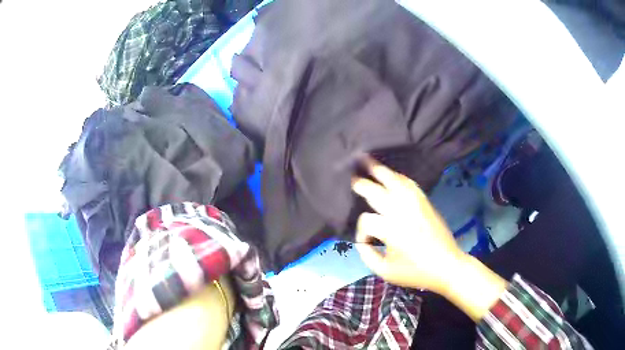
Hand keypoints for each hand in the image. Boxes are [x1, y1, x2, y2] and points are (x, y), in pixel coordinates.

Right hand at [351, 159, 465, 294]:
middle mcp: (401, 211)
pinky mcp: (425, 202)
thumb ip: (367, 255)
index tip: (366, 243)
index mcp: (391, 230)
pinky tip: (392, 175)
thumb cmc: (415, 272)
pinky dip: (399, 177)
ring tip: (367, 160)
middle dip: (361, 184)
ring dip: (379, 170)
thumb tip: (361, 241)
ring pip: (394, 180)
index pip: (366, 221)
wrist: (447, 266)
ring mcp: (415, 204)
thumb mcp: (385, 271)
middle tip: (350, 177)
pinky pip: (410, 183)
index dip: (361, 232)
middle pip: (376, 191)